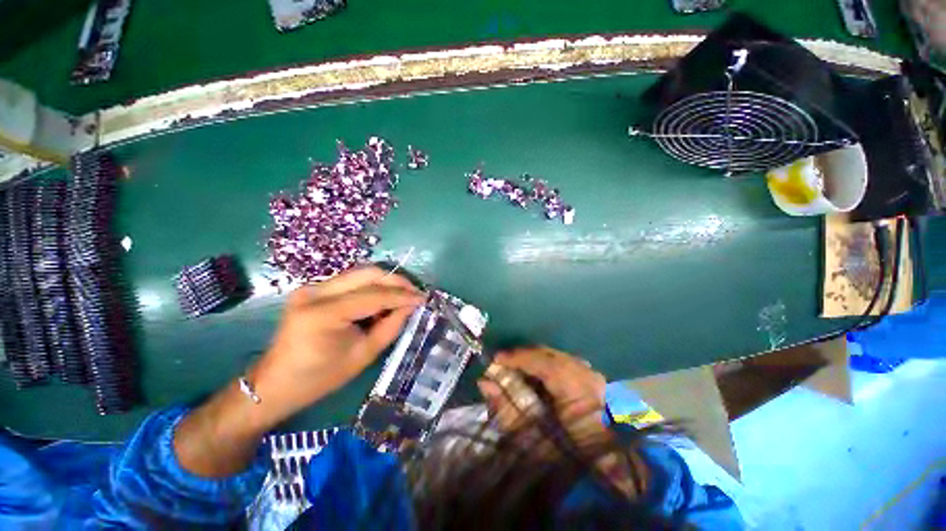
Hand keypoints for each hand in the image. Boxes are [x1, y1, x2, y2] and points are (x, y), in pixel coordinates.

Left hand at [250, 265, 424, 424]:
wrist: (275, 383)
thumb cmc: (320, 378)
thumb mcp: (363, 355)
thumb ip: (391, 326)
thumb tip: (411, 306)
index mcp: (324, 314)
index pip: (374, 295)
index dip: (402, 295)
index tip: (424, 298)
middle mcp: (315, 292)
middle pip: (367, 273)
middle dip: (396, 281)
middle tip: (415, 293)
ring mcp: (311, 287)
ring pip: (360, 273)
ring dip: (385, 282)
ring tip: (403, 295)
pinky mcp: (312, 289)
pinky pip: (351, 281)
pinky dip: (371, 287)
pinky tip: (383, 299)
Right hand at [476, 348, 647, 497]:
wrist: (607, 470)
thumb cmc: (567, 457)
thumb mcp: (531, 438)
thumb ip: (506, 408)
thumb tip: (485, 383)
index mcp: (576, 389)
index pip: (541, 362)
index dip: (515, 357)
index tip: (494, 359)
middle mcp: (587, 375)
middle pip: (548, 354)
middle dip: (523, 356)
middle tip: (503, 364)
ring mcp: (593, 374)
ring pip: (556, 356)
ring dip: (534, 360)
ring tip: (517, 369)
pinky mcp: (593, 377)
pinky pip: (564, 362)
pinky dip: (547, 365)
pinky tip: (537, 375)